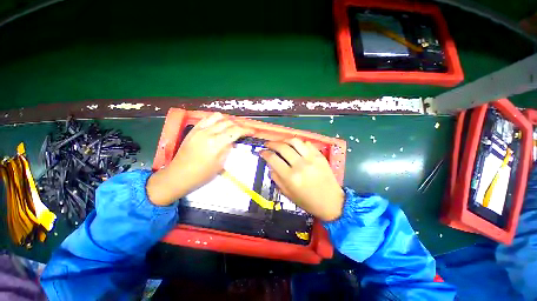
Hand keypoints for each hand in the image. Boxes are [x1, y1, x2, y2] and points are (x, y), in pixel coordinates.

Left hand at [147, 113, 252, 205]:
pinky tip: (219, 126)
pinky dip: (216, 120)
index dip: (246, 130)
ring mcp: (199, 129)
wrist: (178, 175)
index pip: (235, 130)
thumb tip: (232, 141)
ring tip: (231, 127)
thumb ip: (228, 149)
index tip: (252, 131)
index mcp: (216, 143)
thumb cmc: (202, 174)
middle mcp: (208, 133)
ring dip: (228, 120)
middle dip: (239, 125)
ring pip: (218, 116)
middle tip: (244, 130)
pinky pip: (207, 119)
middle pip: (228, 122)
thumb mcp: (220, 164)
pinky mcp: (193, 130)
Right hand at [260, 138, 344, 220]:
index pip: (273, 159)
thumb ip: (276, 178)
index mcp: (290, 177)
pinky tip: (295, 147)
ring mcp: (311, 158)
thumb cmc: (307, 201)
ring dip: (284, 140)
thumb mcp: (287, 194)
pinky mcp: (320, 156)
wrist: (331, 202)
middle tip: (268, 144)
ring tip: (281, 143)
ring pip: (294, 141)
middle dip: (272, 143)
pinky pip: (307, 143)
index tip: (262, 152)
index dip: (265, 153)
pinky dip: (299, 143)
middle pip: (282, 147)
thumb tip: (270, 165)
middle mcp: (300, 165)